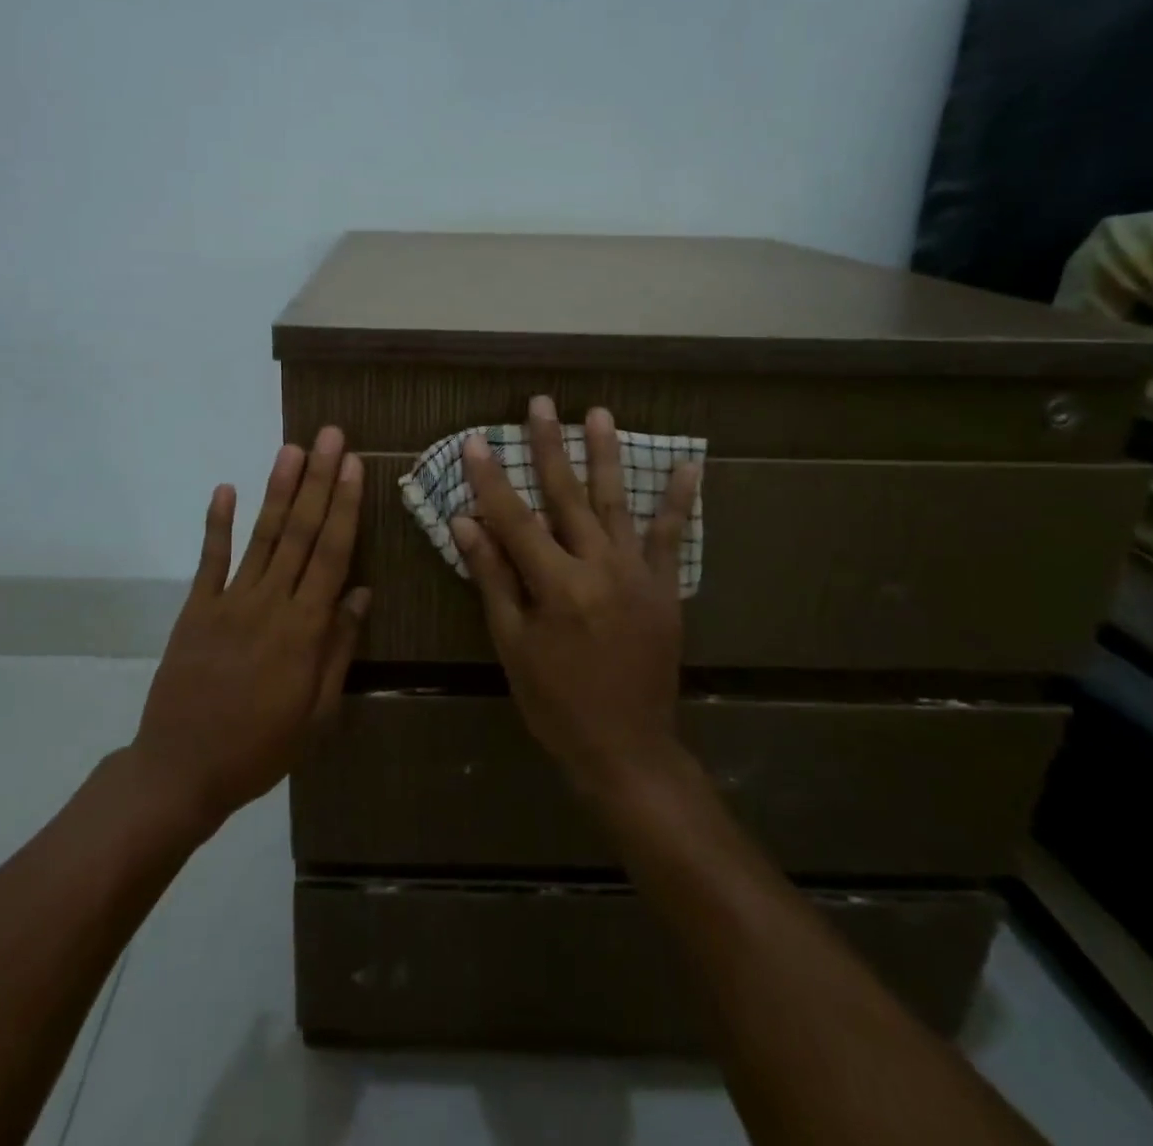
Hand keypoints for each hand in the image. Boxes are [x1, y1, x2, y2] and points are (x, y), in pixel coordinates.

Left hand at [133, 428, 369, 829]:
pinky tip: (226, 488)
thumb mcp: (316, 713)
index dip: (346, 506)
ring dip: (278, 490)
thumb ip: (338, 649)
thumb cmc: (260, 748)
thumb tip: (361, 593)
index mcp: (304, 630)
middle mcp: (270, 604)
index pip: (332, 554)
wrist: (181, 771)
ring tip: (293, 449)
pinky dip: (217, 523)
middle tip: (331, 436)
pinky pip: (209, 560)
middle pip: (300, 532)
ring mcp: (229, 602)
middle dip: (319, 481)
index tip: (354, 466)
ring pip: (261, 536)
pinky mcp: (196, 609)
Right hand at [450, 398, 700, 797]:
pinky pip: (670, 536)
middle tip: (539, 404)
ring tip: (598, 413)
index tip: (475, 440)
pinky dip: (678, 499)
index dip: (491, 479)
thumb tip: (465, 522)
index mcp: (557, 585)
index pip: (515, 519)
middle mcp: (600, 567)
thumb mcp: (513, 644)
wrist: (627, 748)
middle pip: (567, 496)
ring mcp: (638, 574)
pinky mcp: (664, 586)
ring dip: (606, 455)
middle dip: (549, 447)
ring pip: (616, 502)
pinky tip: (687, 464)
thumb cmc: (556, 702)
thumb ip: (494, 578)